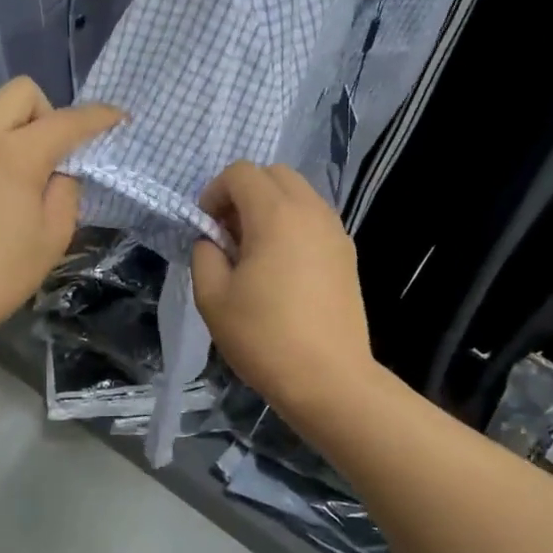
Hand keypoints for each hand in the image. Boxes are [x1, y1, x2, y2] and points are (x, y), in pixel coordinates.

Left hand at [0, 78, 122, 353]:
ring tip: (18, 181)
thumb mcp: (53, 237)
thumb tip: (59, 171)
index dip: (98, 117)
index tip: (118, 119)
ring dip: (15, 133)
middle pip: (21, 93)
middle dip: (48, 112)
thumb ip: (65, 190)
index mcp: (14, 154)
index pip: (67, 121)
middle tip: (54, 155)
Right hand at [191, 162, 377, 416]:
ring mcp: (335, 231)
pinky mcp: (347, 253)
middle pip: (274, 173)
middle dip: (244, 192)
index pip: (241, 173)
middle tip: (229, 233)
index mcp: (275, 215)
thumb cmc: (264, 337)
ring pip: (298, 193)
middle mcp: (310, 211)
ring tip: (255, 251)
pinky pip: (314, 218)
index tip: (207, 228)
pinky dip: (293, 224)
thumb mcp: (212, 297)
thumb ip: (205, 254)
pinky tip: (282, 267)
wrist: (329, 380)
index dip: (215, 192)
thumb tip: (213, 241)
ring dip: (270, 206)